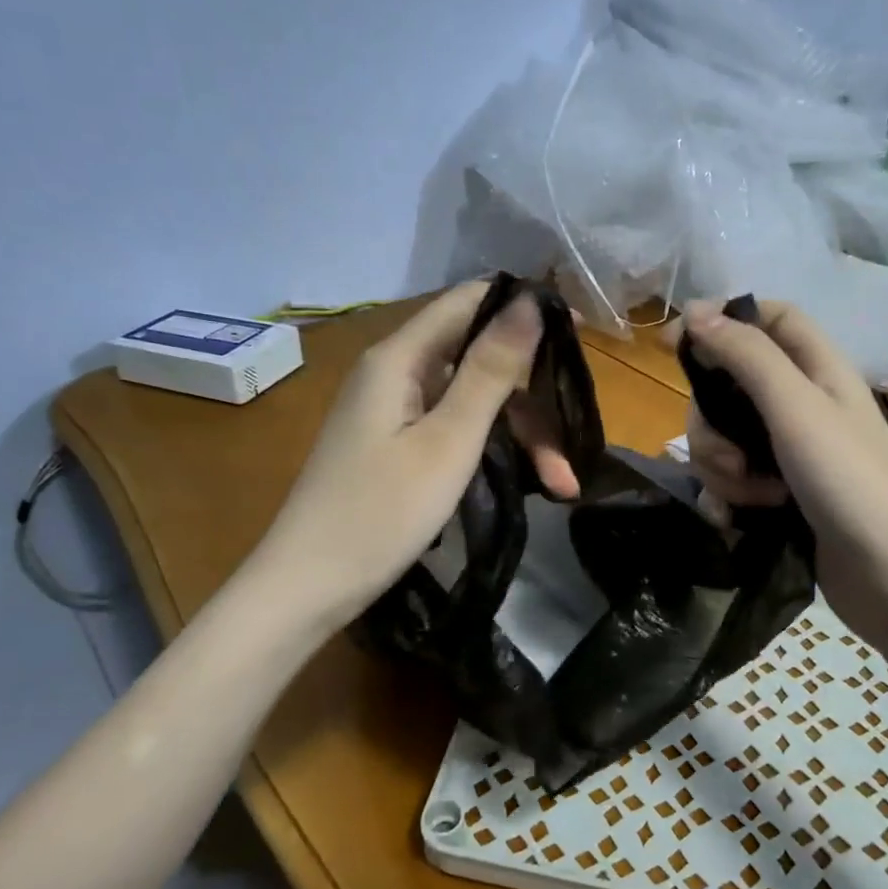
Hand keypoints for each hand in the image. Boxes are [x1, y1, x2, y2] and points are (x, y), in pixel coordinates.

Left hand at [252, 282, 578, 629]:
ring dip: (520, 436)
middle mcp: (395, 373)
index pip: (469, 301)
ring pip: (473, 401)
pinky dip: (492, 450)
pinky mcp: (397, 444)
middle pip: (478, 359)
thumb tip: (529, 300)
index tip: (580, 334)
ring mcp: (395, 411)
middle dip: (532, 399)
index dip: (525, 308)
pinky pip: (455, 428)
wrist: (308, 588)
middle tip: (573, 445)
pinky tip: (526, 481)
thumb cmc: (380, 513)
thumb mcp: (448, 440)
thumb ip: (490, 370)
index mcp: (399, 357)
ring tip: (561, 484)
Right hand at [680, 299, 887, 641]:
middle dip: (712, 420)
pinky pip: (732, 479)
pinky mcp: (780, 495)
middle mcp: (803, 405)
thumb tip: (695, 311)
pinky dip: (727, 496)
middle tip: (728, 455)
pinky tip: (734, 519)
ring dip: (721, 466)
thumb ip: (746, 356)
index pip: (770, 318)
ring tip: (751, 497)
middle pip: (732, 384)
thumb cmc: (850, 481)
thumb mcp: (796, 408)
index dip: (725, 317)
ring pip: (725, 436)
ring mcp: (790, 453)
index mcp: (818, 370)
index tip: (676, 340)